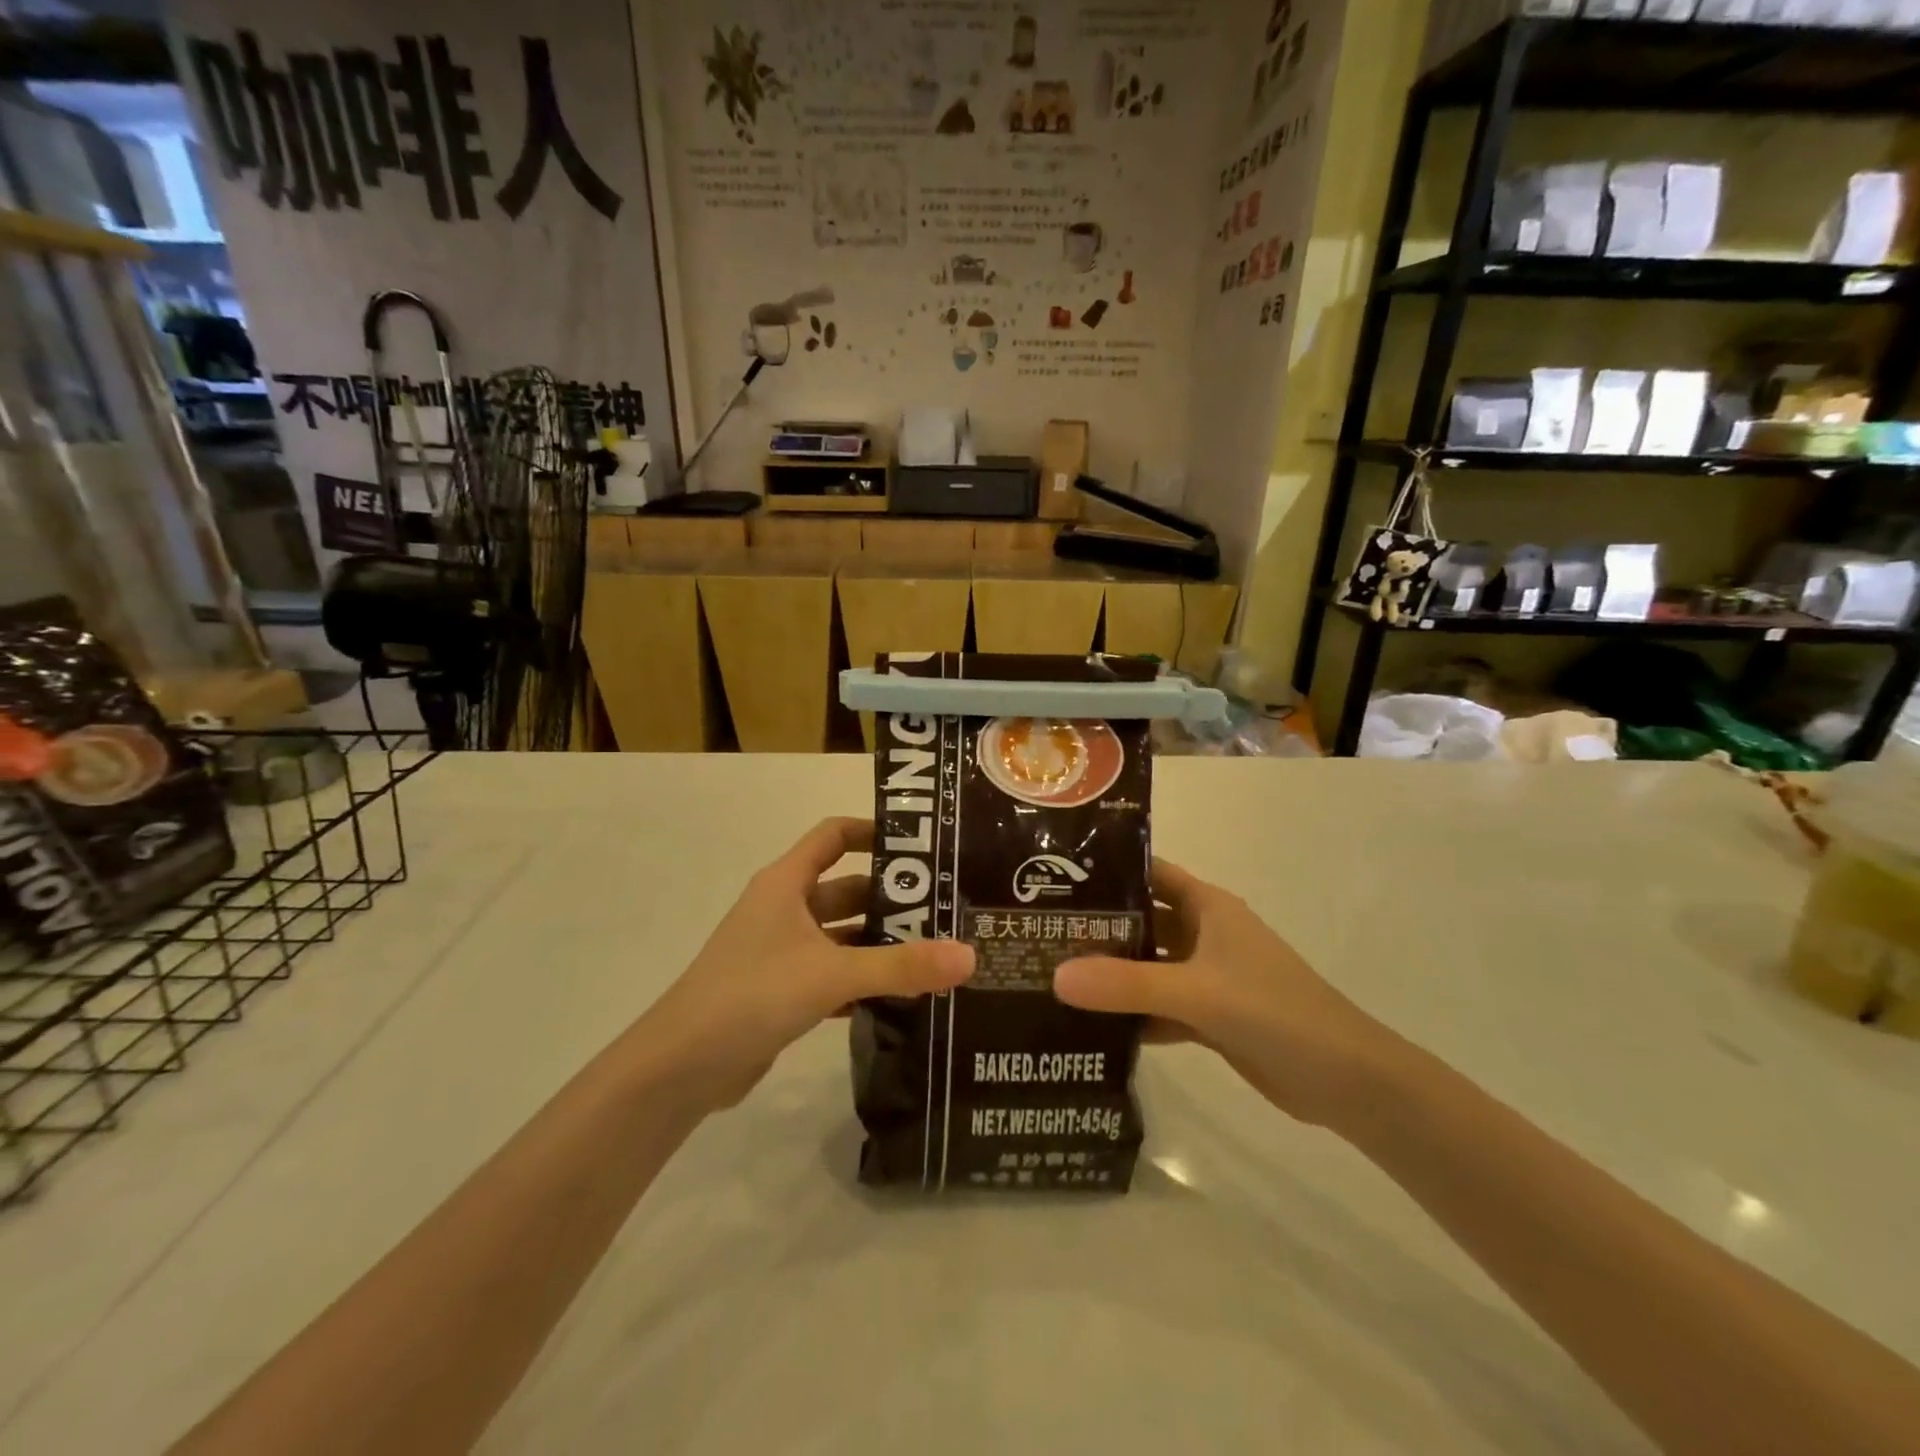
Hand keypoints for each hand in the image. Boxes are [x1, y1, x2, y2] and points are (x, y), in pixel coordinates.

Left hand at [636, 818, 973, 1112]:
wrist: (682, 1066)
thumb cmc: (753, 994)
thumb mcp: (832, 973)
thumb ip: (902, 966)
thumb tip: (970, 956)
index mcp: (786, 883)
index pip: (834, 836)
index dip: (874, 832)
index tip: (921, 846)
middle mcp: (783, 908)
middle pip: (846, 888)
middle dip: (891, 899)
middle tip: (946, 910)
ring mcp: (780, 951)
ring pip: (841, 935)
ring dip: (879, 943)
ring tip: (934, 953)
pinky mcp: (780, 990)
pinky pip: (831, 973)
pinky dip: (861, 980)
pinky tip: (900, 996)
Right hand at [1053, 859, 1391, 1125]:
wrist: (1347, 1082)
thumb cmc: (1276, 1012)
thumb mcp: (1197, 992)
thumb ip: (1126, 984)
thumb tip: (1054, 976)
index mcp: (1207, 907)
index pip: (1148, 873)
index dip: (1106, 870)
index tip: (1053, 876)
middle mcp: (1204, 934)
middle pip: (1141, 920)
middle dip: (1097, 927)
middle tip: (1038, 932)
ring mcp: (1207, 977)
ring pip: (1147, 966)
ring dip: (1110, 973)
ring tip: (1049, 975)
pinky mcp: (1210, 1017)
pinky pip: (1158, 1006)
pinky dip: (1130, 1013)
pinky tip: (1088, 1025)